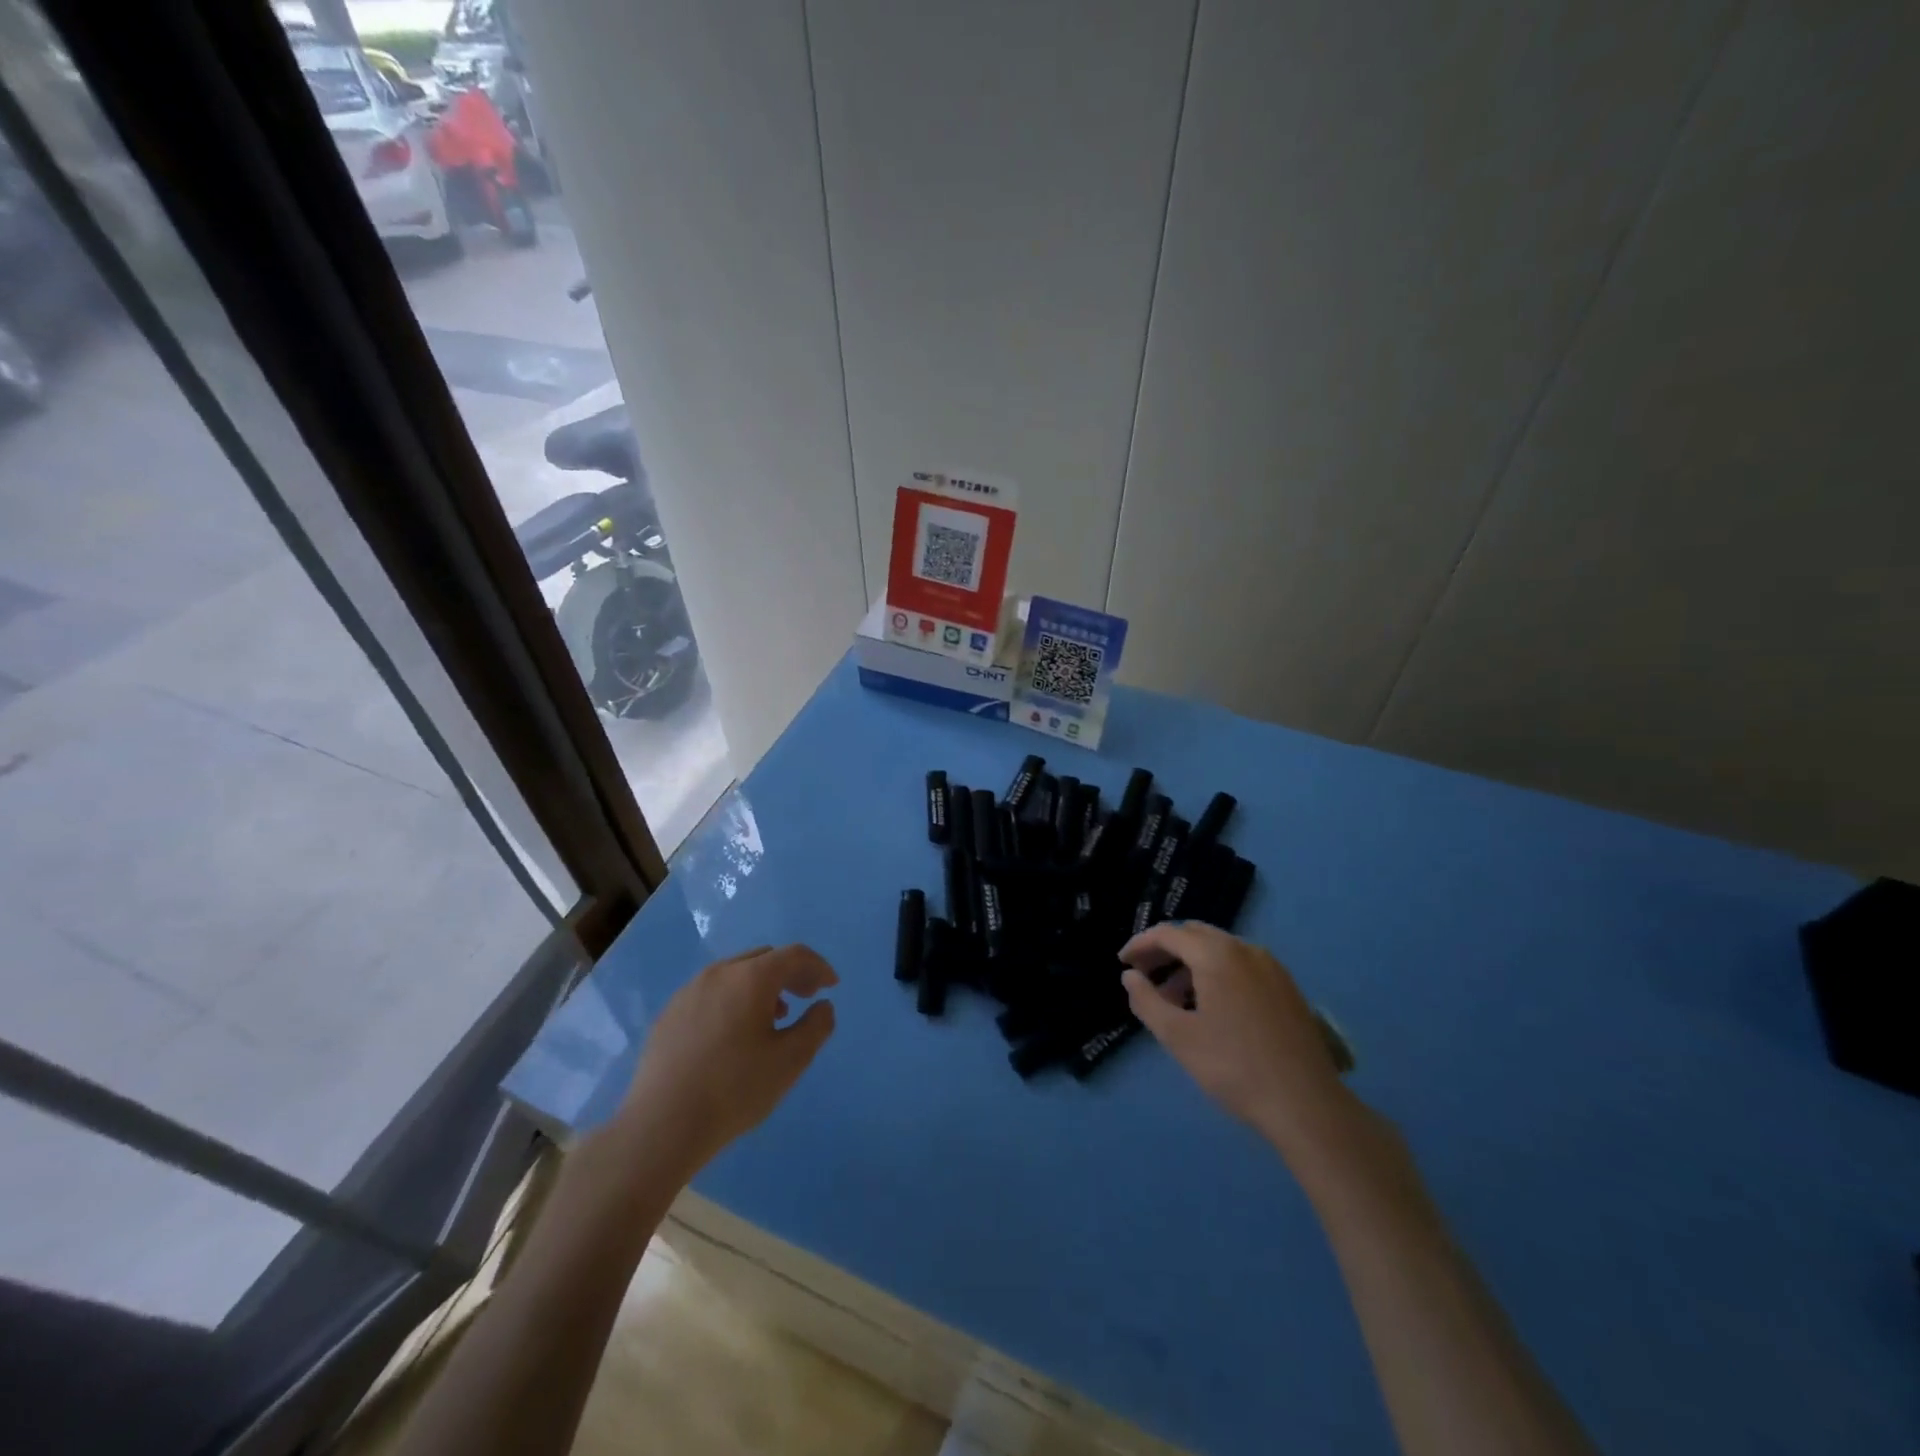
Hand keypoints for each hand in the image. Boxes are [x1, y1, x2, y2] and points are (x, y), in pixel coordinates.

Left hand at [619, 944, 837, 1173]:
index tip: (831, 986)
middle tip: (806, 996)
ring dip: (761, 986)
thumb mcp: (790, 1061)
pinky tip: (733, 1035)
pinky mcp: (669, 1014)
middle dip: (790, 973)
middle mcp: (719, 973)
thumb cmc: (734, 1089)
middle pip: (764, 958)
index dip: (818, 967)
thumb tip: (823, 1006)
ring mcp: (689, 991)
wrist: (660, 1126)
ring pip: (735, 974)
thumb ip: (816, 1027)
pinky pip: (711, 993)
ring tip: (773, 1018)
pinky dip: (733, 1000)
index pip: (794, 955)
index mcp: (751, 977)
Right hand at [1121, 922, 1353, 1158]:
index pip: (1168, 934)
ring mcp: (1271, 966)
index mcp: (1217, 955)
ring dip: (1191, 964)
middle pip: (1195, 935)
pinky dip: (1217, 973)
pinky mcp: (1286, 987)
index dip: (1140, 945)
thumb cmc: (1233, 1067)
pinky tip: (1210, 1007)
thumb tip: (1130, 976)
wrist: (1306, 1104)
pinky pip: (1241, 965)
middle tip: (1144, 976)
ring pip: (1220, 950)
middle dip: (1165, 951)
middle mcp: (1245, 949)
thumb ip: (1146, 1000)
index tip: (1122, 963)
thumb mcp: (1177, 1036)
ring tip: (1174, 999)